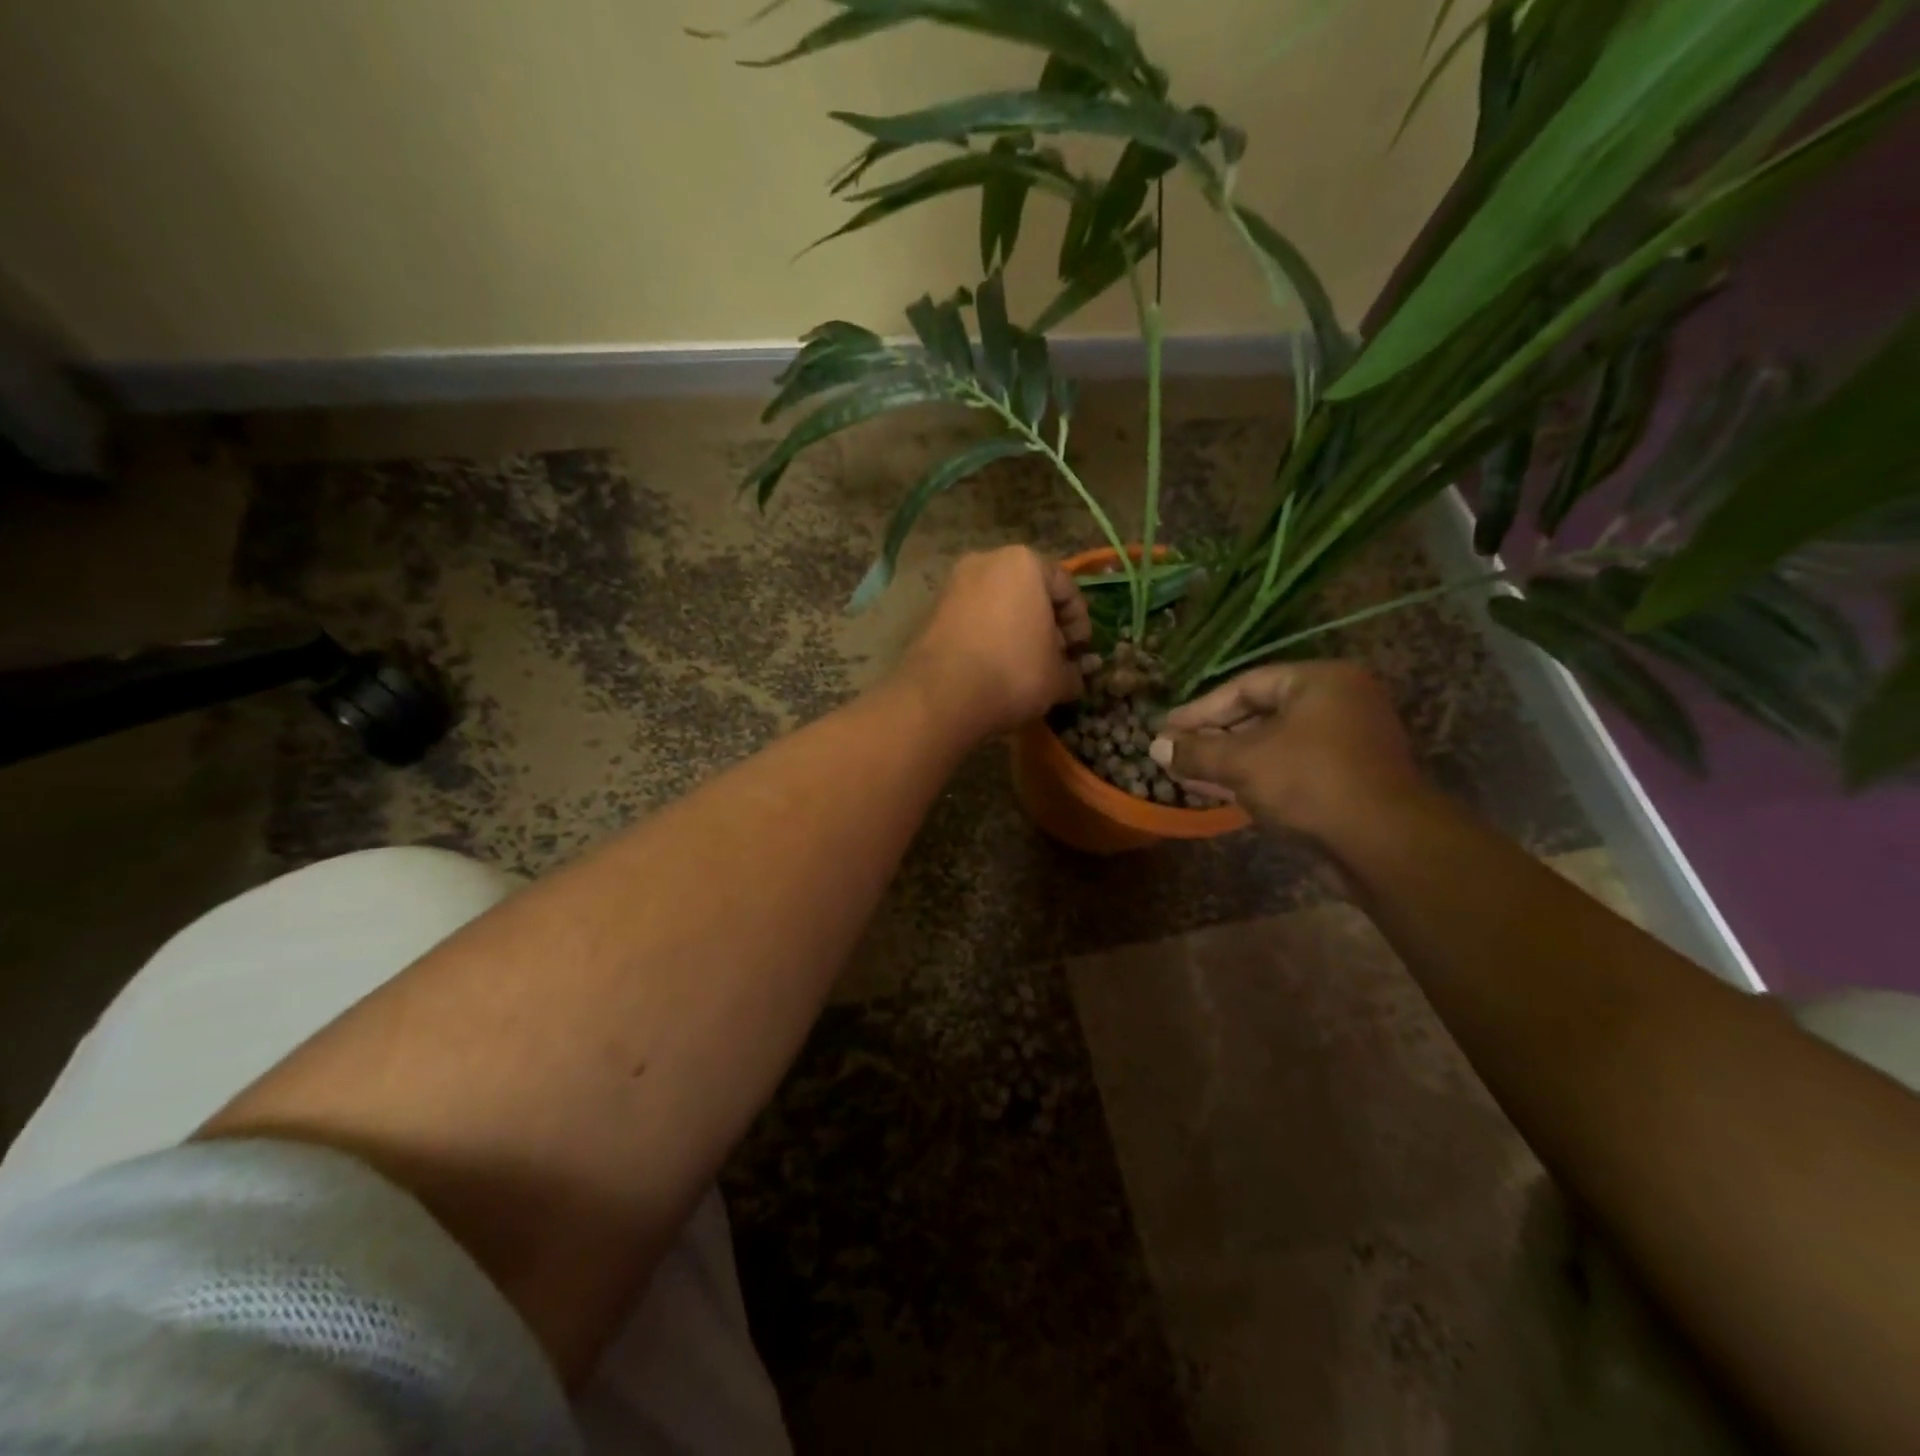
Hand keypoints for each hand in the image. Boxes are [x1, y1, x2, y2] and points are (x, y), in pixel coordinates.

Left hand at [895, 546, 1091, 738]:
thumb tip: (1074, 677)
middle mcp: (986, 561)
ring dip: (1016, 631)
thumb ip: (1072, 671)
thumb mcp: (1058, 677)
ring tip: (1024, 666)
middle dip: (1045, 624)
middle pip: (1029, 591)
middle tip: (1054, 658)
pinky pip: (972, 619)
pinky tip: (994, 667)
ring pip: (998, 604)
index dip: (1080, 622)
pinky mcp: (932, 610)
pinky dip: (988, 636)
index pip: (1066, 587)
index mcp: (1025, 562)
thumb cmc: (1013, 672)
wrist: (941, 695)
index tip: (1081, 652)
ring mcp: (953, 584)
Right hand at [1149, 662, 1423, 838]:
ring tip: (1187, 773)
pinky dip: (1255, 778)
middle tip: (1174, 751)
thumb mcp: (1243, 762)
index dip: (1200, 709)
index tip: (1166, 728)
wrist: (1383, 844)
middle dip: (1213, 737)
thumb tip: (1155, 746)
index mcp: (1320, 682)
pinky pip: (1289, 770)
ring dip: (1229, 761)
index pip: (1246, 685)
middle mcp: (1338, 704)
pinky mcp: (1347, 781)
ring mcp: (1347, 744)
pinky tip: (1218, 792)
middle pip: (1260, 714)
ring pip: (1273, 746)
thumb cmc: (1309, 783)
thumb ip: (1197, 751)